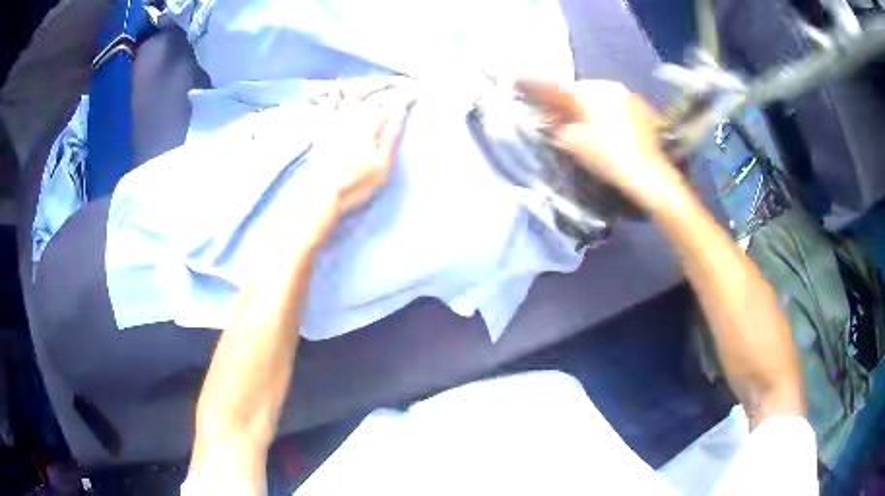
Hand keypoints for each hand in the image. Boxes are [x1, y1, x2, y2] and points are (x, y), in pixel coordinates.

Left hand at [304, 85, 413, 241]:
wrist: (325, 195)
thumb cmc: (358, 185)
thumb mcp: (382, 166)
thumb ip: (391, 137)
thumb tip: (399, 113)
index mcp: (370, 131)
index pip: (389, 110)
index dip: (403, 100)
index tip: (416, 92)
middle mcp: (353, 122)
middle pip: (371, 102)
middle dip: (385, 90)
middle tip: (398, 82)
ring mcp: (337, 125)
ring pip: (351, 101)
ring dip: (363, 88)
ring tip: (373, 79)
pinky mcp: (323, 131)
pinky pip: (328, 108)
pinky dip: (333, 95)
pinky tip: (337, 85)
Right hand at [515, 79, 689, 215]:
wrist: (650, 175)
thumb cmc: (608, 158)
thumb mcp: (574, 144)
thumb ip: (557, 127)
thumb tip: (548, 120)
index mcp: (589, 92)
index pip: (557, 87)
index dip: (537, 85)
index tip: (519, 81)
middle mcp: (609, 86)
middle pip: (580, 90)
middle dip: (567, 99)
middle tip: (558, 112)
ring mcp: (630, 96)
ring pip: (601, 96)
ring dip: (589, 105)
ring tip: (585, 121)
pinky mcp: (644, 109)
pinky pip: (618, 104)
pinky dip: (608, 111)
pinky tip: (609, 126)